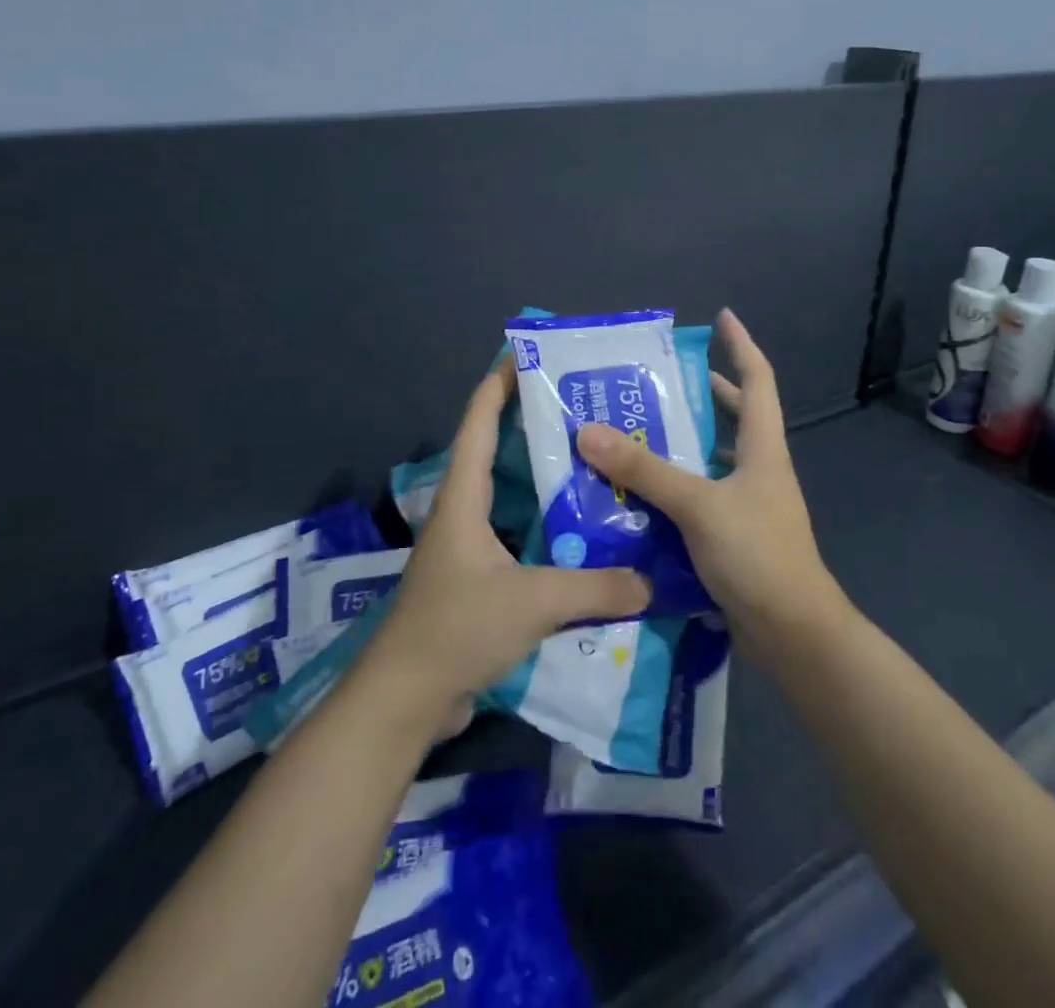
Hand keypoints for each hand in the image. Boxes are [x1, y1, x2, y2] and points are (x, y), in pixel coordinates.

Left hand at [364, 356, 651, 719]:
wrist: (404, 700)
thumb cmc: (457, 628)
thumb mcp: (533, 601)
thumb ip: (596, 588)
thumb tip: (651, 581)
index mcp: (463, 499)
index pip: (477, 423)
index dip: (498, 385)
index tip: (527, 355)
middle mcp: (463, 514)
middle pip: (495, 453)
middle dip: (532, 426)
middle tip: (582, 410)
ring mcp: (467, 549)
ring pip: (510, 498)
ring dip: (542, 479)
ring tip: (592, 465)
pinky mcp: (476, 581)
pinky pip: (517, 537)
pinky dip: (545, 526)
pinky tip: (582, 534)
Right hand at [577, 309, 848, 660]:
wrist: (793, 633)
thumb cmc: (757, 555)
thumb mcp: (698, 505)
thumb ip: (645, 468)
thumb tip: (589, 431)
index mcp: (763, 447)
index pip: (758, 379)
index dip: (741, 344)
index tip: (721, 317)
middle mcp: (759, 468)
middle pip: (736, 415)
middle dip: (704, 392)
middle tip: (658, 379)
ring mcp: (749, 504)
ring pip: (714, 457)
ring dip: (684, 442)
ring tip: (638, 429)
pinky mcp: (734, 535)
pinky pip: (701, 495)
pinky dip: (676, 486)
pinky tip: (641, 492)